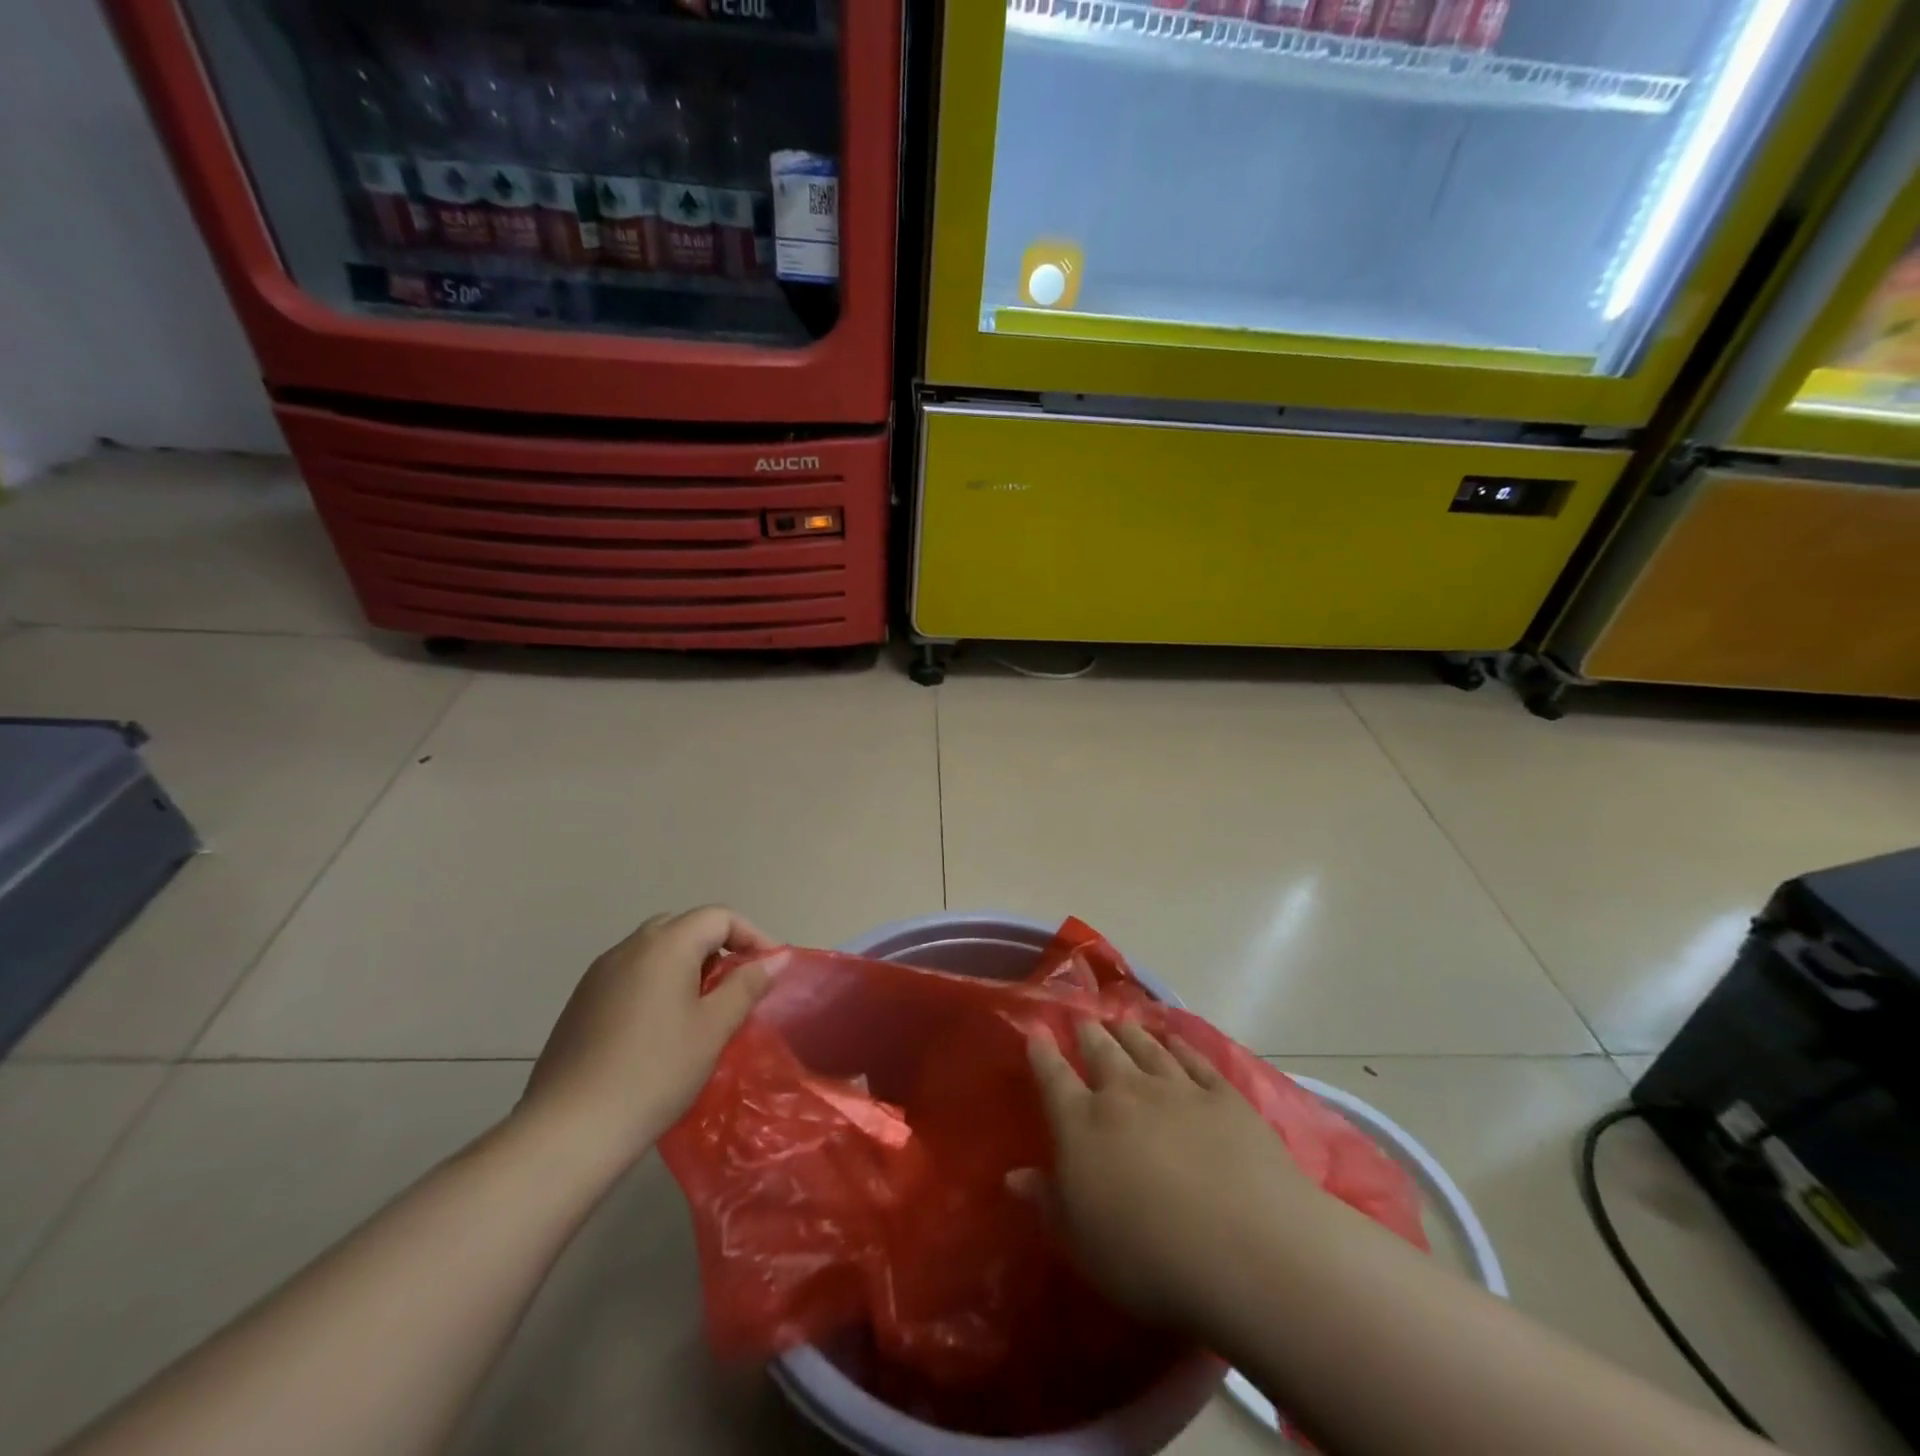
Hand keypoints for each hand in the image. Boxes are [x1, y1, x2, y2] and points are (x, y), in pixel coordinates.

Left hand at [520, 906, 779, 1167]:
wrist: (570, 1129)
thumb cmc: (656, 1071)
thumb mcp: (714, 1027)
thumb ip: (747, 985)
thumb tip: (777, 957)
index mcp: (665, 944)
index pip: (719, 916)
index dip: (752, 935)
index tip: (770, 969)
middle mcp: (629, 947)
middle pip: (684, 926)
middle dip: (718, 947)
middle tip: (737, 986)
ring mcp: (599, 973)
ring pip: (655, 950)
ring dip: (687, 965)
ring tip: (703, 1008)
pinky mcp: (581, 1002)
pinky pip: (631, 974)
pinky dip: (657, 983)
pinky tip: (661, 1028)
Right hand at [1025, 1019, 1312, 1329]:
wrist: (1248, 1252)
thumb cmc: (1150, 1259)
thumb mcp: (1083, 1244)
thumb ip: (1048, 1202)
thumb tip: (1013, 1176)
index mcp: (1083, 1125)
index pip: (1053, 1077)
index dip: (1042, 1052)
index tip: (1036, 1030)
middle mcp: (1125, 1093)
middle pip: (1101, 1051)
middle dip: (1087, 1033)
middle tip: (1082, 1020)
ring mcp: (1177, 1089)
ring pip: (1145, 1047)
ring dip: (1129, 1032)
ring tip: (1120, 1021)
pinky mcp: (1223, 1096)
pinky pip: (1194, 1059)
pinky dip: (1179, 1045)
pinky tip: (1174, 1040)